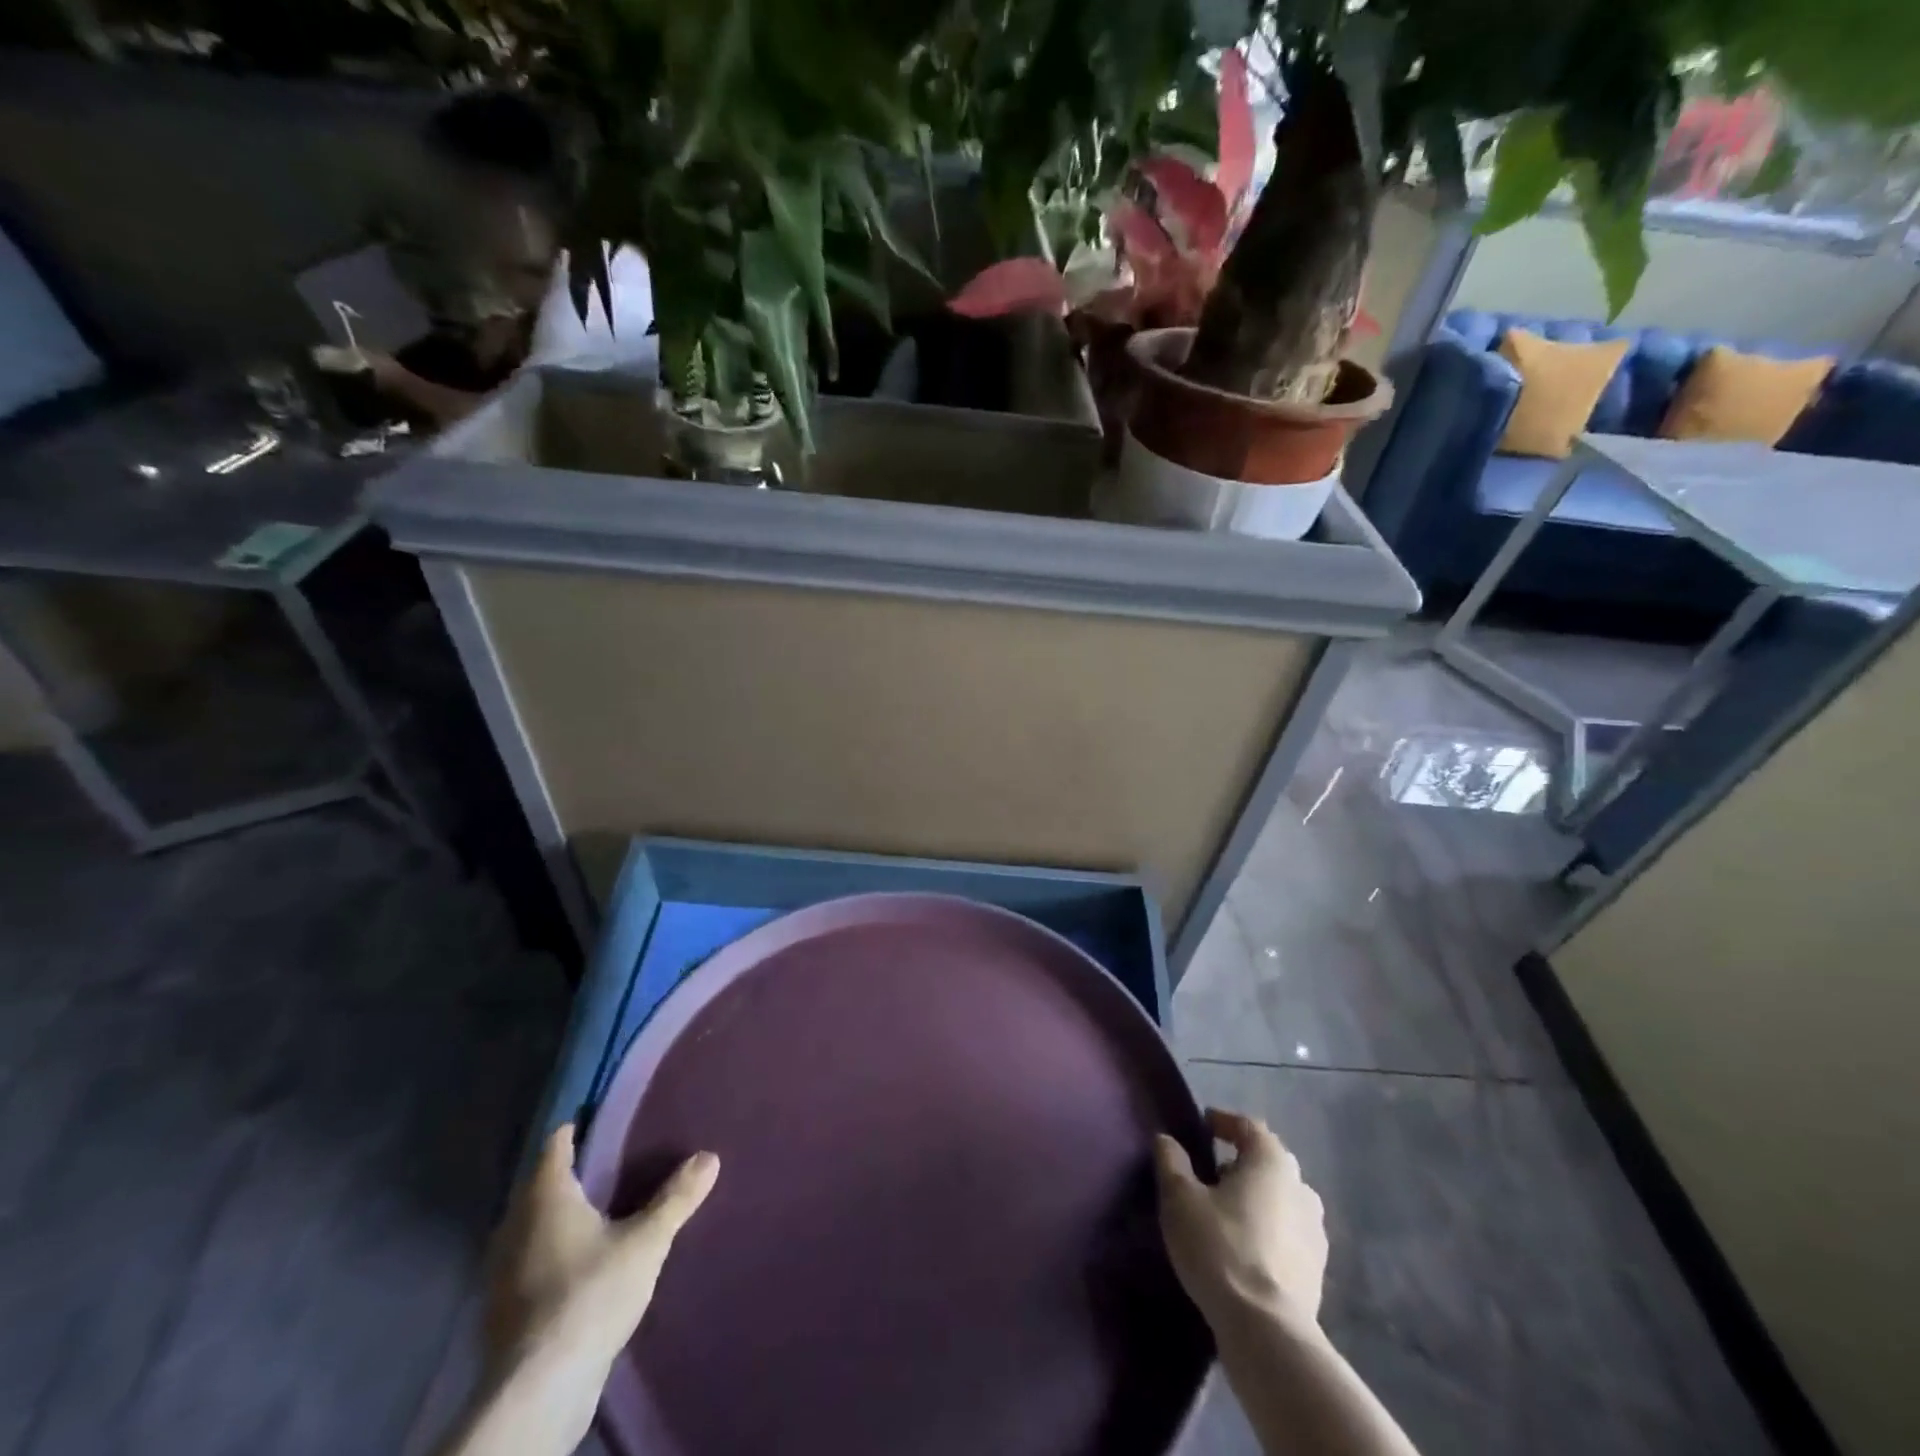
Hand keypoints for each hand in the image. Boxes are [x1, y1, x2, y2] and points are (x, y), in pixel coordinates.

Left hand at [480, 1126, 717, 1444]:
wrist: (539, 1390)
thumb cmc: (590, 1295)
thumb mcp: (646, 1242)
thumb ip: (676, 1198)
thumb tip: (710, 1156)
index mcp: (546, 1197)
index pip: (555, 1145)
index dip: (576, 1128)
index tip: (600, 1119)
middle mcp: (516, 1225)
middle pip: (541, 1185)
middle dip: (571, 1173)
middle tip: (611, 1162)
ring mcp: (504, 1270)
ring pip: (532, 1225)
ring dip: (559, 1216)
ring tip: (599, 1210)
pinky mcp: (505, 1309)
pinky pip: (530, 1260)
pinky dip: (551, 1251)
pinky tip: (578, 1262)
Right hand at [1154, 1108, 1326, 1328]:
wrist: (1267, 1332)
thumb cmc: (1220, 1248)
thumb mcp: (1180, 1198)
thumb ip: (1171, 1161)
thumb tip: (1167, 1140)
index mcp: (1273, 1162)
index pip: (1248, 1126)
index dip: (1223, 1122)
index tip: (1202, 1126)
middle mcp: (1302, 1189)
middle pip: (1268, 1163)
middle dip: (1239, 1163)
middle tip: (1209, 1173)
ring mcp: (1316, 1233)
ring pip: (1280, 1200)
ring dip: (1255, 1199)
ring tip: (1225, 1213)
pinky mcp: (1317, 1271)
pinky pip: (1287, 1235)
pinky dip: (1266, 1231)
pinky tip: (1243, 1248)